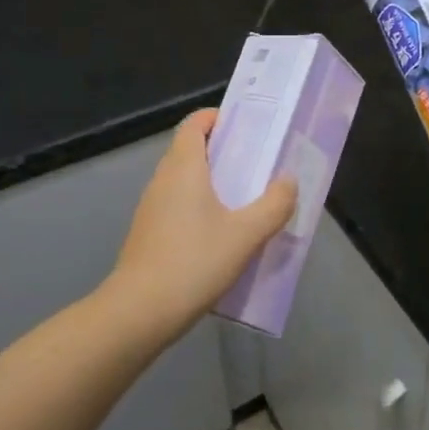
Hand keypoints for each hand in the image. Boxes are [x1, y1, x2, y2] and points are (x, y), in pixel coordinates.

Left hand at [109, 109, 297, 331]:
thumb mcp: (246, 234)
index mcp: (183, 167)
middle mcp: (162, 179)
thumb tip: (288, 180)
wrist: (139, 311)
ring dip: (210, 181)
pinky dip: (198, 206)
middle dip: (221, 151)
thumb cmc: (194, 262)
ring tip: (244, 199)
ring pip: (183, 180)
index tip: (245, 128)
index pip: (194, 123)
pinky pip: (177, 205)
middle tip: (256, 164)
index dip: (217, 118)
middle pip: (189, 150)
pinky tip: (220, 234)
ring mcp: (151, 207)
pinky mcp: (148, 233)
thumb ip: (274, 204)